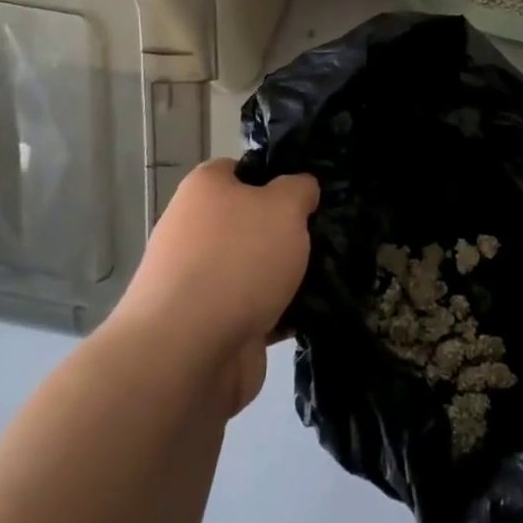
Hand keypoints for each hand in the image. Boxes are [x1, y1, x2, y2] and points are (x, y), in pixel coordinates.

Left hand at [111, 159, 318, 415]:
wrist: (188, 352)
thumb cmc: (237, 260)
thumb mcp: (284, 206)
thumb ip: (299, 188)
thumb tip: (300, 189)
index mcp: (204, 190)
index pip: (242, 169)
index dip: (276, 175)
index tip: (309, 191)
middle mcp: (195, 230)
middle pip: (252, 221)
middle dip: (289, 230)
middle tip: (327, 234)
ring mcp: (201, 280)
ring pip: (257, 266)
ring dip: (289, 274)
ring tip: (334, 273)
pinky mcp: (213, 323)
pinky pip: (258, 307)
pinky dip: (283, 311)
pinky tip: (316, 311)